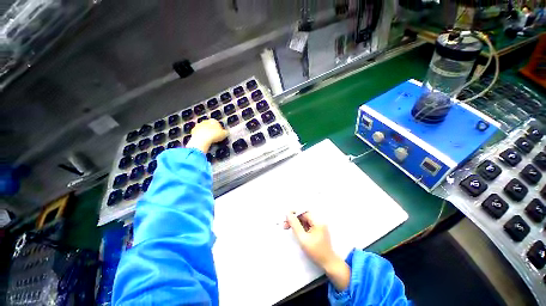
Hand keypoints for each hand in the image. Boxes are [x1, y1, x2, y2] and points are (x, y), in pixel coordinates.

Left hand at [187, 119, 227, 152]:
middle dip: (211, 130)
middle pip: (209, 125)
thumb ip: (225, 132)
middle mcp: (205, 121)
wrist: (202, 139)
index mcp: (213, 121)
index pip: (217, 123)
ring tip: (208, 139)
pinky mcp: (193, 130)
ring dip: (205, 132)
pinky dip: (200, 135)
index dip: (219, 129)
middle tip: (214, 136)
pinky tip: (203, 140)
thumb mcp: (224, 134)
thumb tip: (226, 132)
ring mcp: (198, 125)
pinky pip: (198, 133)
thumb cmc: (214, 135)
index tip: (220, 134)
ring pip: (203, 128)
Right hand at [284, 212, 335, 267]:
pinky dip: (301, 227)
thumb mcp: (303, 238)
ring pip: (305, 220)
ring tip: (288, 228)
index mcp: (317, 221)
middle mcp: (319, 221)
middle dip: (294, 219)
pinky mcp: (318, 230)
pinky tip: (296, 232)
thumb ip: (295, 225)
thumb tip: (288, 214)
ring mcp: (319, 226)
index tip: (285, 218)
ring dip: (296, 223)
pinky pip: (307, 225)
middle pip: (304, 216)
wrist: (328, 264)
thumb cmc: (315, 252)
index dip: (294, 213)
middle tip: (285, 225)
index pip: (303, 212)